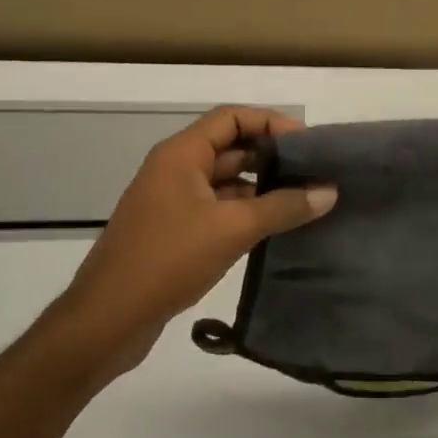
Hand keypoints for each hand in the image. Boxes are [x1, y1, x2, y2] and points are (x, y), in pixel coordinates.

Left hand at [48, 107, 336, 376]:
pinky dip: (245, 212)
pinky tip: (274, 228)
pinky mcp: (173, 231)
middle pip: (229, 147)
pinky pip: (216, 209)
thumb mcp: (232, 229)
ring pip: (224, 181)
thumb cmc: (167, 260)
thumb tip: (329, 192)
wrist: (108, 319)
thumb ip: (282, 207)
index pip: (232, 118)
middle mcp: (175, 169)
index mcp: (181, 154)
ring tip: (303, 200)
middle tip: (314, 172)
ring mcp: (172, 202)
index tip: (308, 143)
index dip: (271, 122)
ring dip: (260, 187)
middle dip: (271, 156)